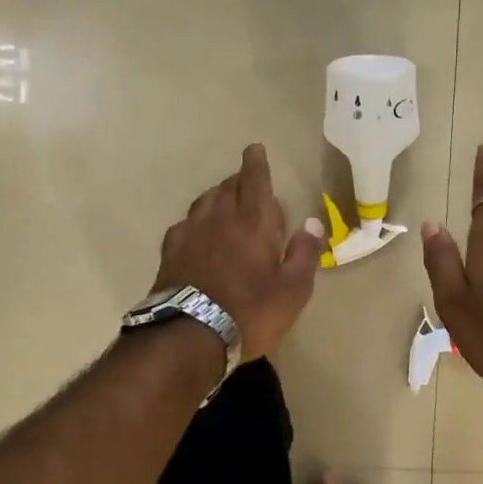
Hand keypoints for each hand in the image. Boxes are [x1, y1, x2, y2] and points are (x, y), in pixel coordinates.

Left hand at [152, 144, 324, 361]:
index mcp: (253, 222)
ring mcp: (190, 231)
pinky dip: (198, 221)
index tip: (254, 148)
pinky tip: (199, 234)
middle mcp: (220, 217)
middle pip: (228, 187)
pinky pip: (186, 223)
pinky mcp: (170, 250)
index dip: (256, 163)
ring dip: (218, 197)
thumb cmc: (250, 312)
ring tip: (225, 205)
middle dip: (239, 181)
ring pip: (205, 201)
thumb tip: (312, 222)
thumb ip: (304, 253)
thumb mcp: (292, 290)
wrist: (188, 335)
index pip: (255, 181)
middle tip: (248, 186)